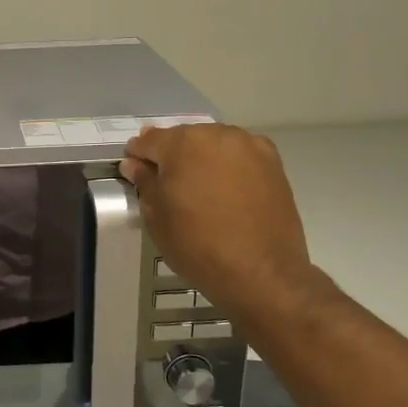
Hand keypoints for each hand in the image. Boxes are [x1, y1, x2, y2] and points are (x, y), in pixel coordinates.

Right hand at [120, 124, 317, 317]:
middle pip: (183, 137)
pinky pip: (239, 153)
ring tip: (198, 185)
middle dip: (171, 154)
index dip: (138, 154)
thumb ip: (145, 183)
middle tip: (166, 181)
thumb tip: (134, 164)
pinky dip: (227, 163)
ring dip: (200, 157)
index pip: (149, 140)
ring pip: (213, 142)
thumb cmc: (198, 245)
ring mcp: (248, 145)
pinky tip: (225, 186)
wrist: (261, 272)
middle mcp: (216, 134)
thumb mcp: (157, 217)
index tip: (134, 170)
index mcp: (182, 144)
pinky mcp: (272, 162)